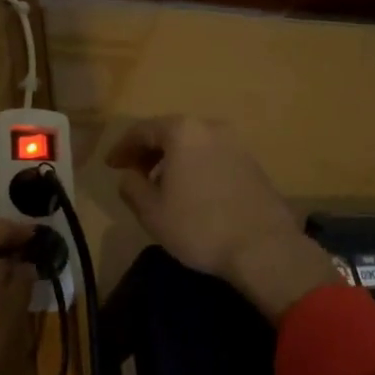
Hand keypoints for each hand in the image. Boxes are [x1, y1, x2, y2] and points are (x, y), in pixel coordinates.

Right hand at [106, 116, 335, 320]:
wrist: (263, 247)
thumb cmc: (199, 226)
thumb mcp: (152, 212)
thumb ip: (131, 187)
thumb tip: (128, 175)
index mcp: (183, 131)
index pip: (143, 130)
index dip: (123, 147)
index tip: (110, 165)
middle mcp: (211, 127)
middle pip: (171, 132)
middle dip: (149, 151)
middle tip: (133, 173)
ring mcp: (236, 144)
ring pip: (194, 144)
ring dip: (173, 160)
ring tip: (161, 186)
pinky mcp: (252, 164)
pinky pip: (213, 156)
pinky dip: (195, 166)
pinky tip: (191, 192)